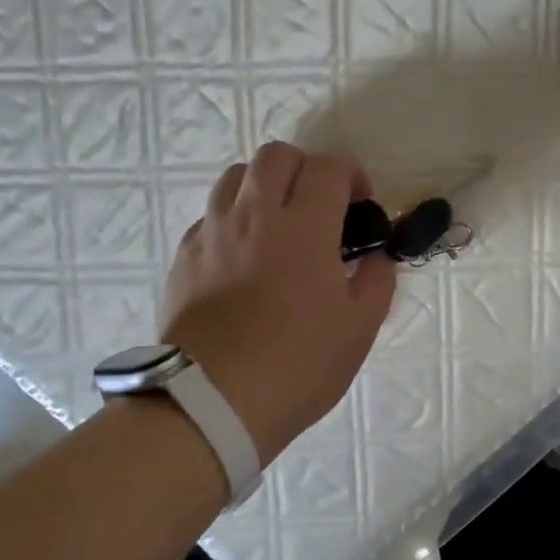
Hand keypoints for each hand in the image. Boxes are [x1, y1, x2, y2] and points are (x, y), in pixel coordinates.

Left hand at [158, 144, 395, 466]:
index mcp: (303, 227)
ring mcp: (212, 234)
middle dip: (306, 168)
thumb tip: (375, 259)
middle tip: (320, 205)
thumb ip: (375, 282)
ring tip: (279, 225)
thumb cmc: (297, 365)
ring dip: (264, 186)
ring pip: (235, 177)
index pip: (328, 167)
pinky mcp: (184, 258)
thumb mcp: (358, 329)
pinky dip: (234, 220)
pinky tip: (244, 258)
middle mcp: (254, 216)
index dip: (352, 173)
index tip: (361, 202)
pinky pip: (210, 216)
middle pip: (276, 156)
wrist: (211, 403)